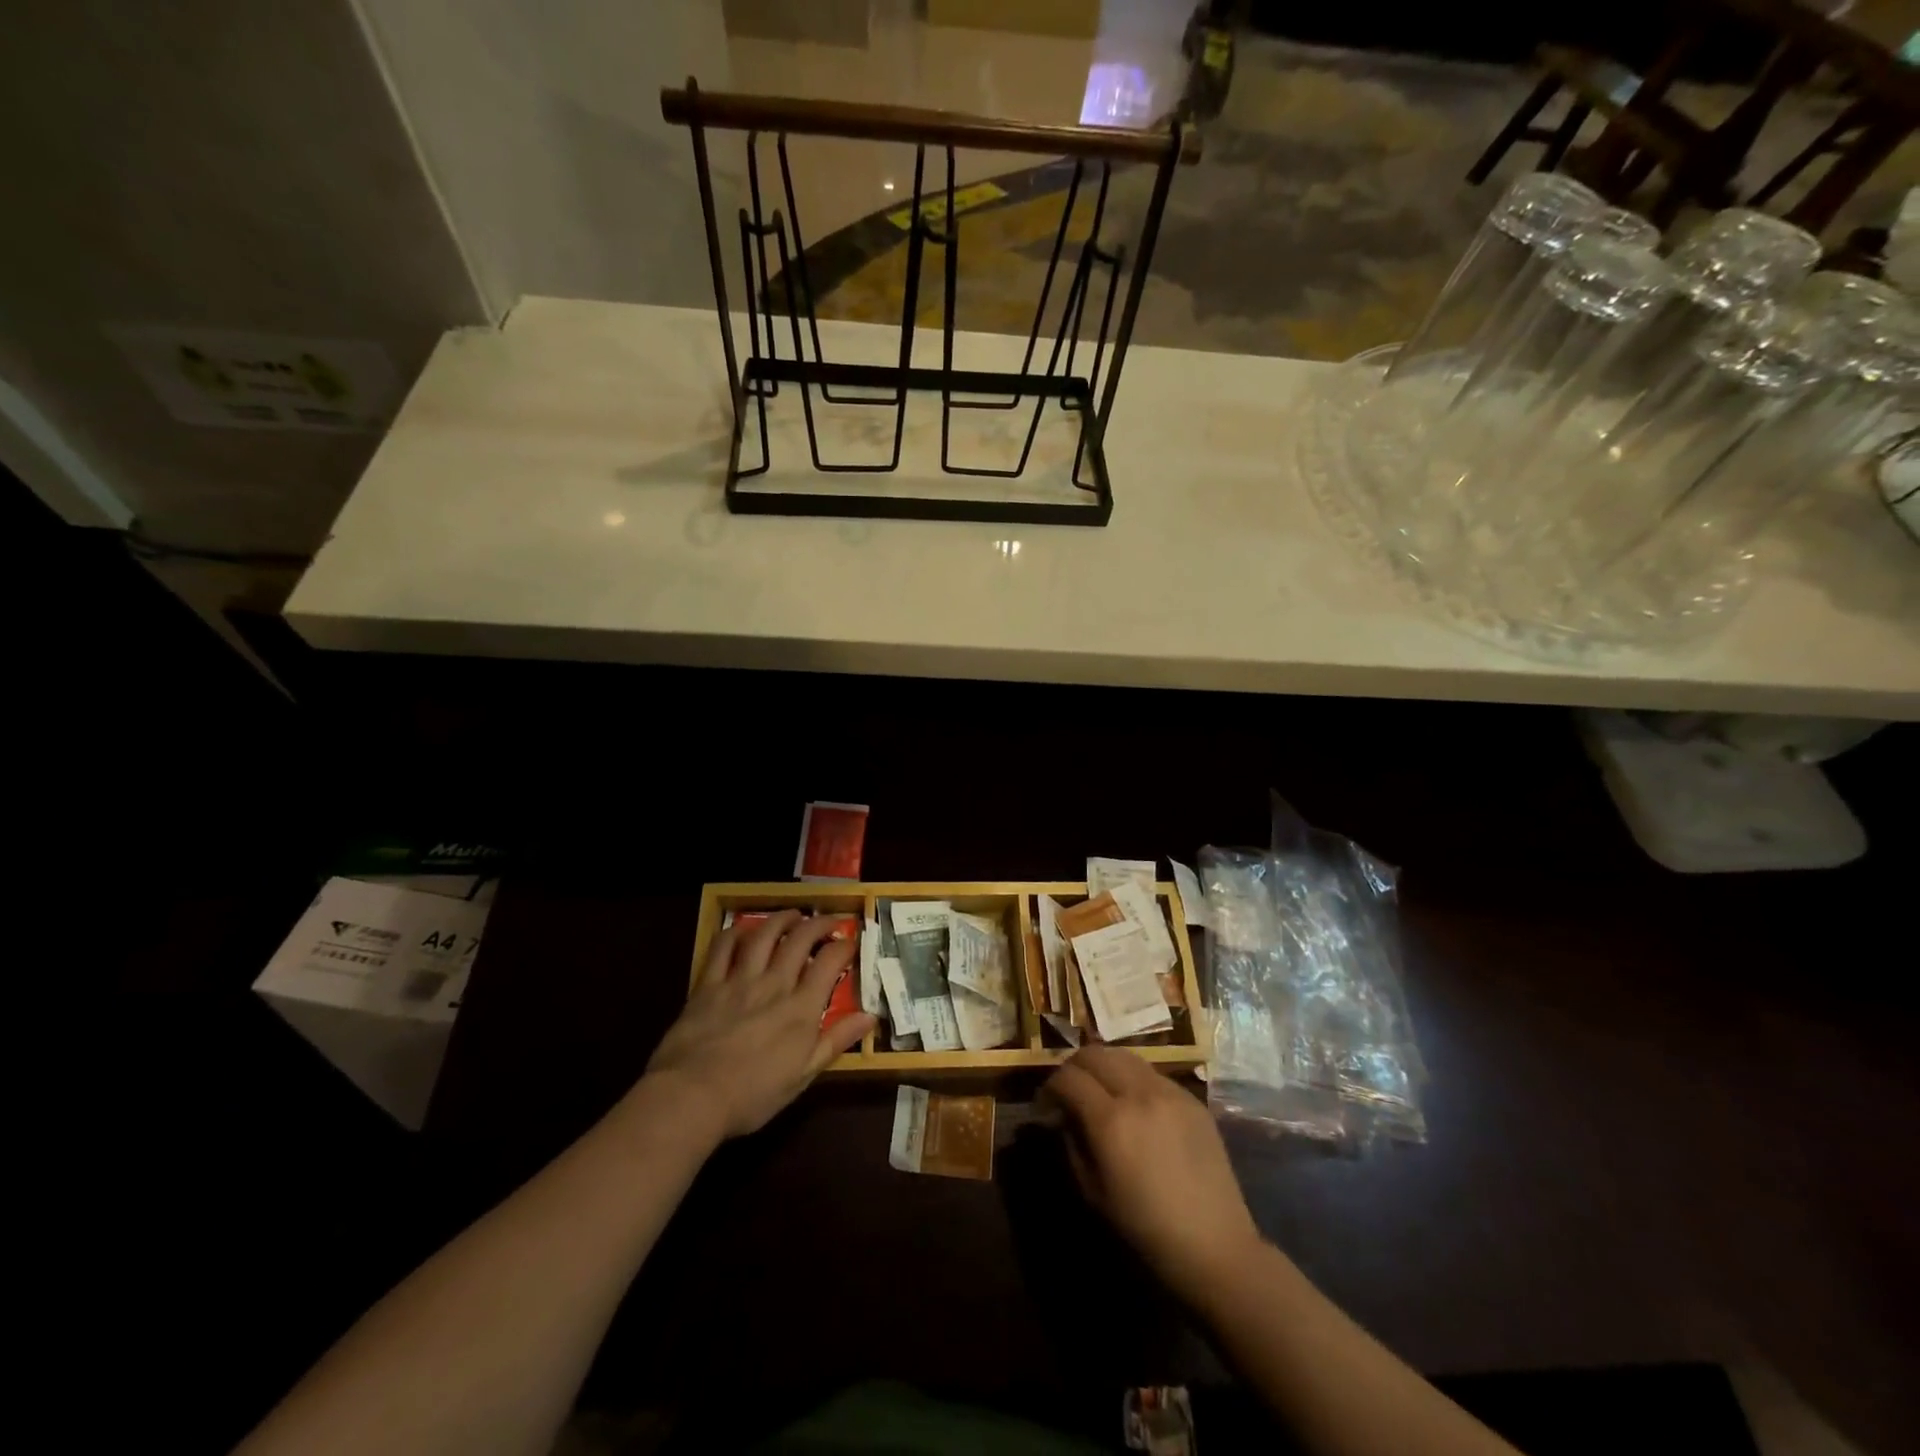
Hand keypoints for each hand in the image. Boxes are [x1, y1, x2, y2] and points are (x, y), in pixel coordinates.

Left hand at [643, 911, 874, 1140]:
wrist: (691, 1097)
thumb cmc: (752, 1095)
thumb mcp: (803, 1076)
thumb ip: (836, 1041)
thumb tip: (870, 1016)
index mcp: (801, 1008)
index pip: (829, 962)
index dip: (844, 946)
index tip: (850, 942)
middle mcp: (774, 984)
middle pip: (800, 939)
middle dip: (818, 924)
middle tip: (828, 921)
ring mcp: (739, 980)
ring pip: (764, 935)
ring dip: (781, 919)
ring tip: (792, 915)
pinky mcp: (708, 984)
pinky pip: (723, 947)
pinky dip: (735, 932)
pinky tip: (743, 929)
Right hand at [1044, 1046, 1262, 1299]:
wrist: (1214, 1245)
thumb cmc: (1146, 1228)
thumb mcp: (1093, 1191)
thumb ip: (1073, 1143)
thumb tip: (1063, 1116)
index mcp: (1110, 1120)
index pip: (1068, 1078)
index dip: (1050, 1086)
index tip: (1045, 1104)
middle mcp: (1139, 1093)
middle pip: (1095, 1053)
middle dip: (1074, 1067)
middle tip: (1069, 1090)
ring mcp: (1169, 1091)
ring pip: (1124, 1055)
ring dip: (1104, 1065)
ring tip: (1100, 1090)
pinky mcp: (1191, 1098)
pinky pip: (1152, 1073)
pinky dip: (1133, 1078)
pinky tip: (1135, 1104)